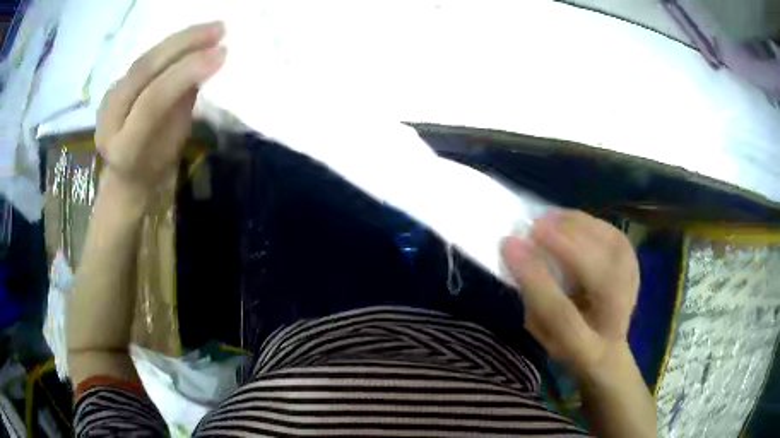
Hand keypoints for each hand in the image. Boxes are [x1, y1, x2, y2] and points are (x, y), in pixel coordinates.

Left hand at [95, 22, 225, 196]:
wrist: (125, 178)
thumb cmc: (154, 169)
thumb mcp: (174, 146)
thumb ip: (182, 107)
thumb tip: (202, 65)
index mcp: (124, 147)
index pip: (153, 99)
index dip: (186, 72)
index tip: (220, 53)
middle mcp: (109, 120)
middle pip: (144, 70)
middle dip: (184, 44)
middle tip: (219, 30)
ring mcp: (107, 100)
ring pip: (144, 59)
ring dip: (179, 39)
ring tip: (211, 28)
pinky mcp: (112, 87)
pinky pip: (143, 59)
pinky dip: (169, 45)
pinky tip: (190, 37)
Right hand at [501, 210, 639, 374]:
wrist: (608, 347)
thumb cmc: (565, 343)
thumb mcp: (540, 333)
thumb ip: (532, 299)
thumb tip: (521, 254)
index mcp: (585, 348)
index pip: (562, 314)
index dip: (536, 278)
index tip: (510, 246)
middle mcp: (615, 319)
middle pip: (600, 278)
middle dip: (566, 247)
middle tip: (535, 227)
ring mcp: (632, 291)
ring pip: (613, 251)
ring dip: (579, 228)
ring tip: (549, 218)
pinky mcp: (635, 267)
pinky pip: (615, 237)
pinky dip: (591, 223)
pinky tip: (568, 219)